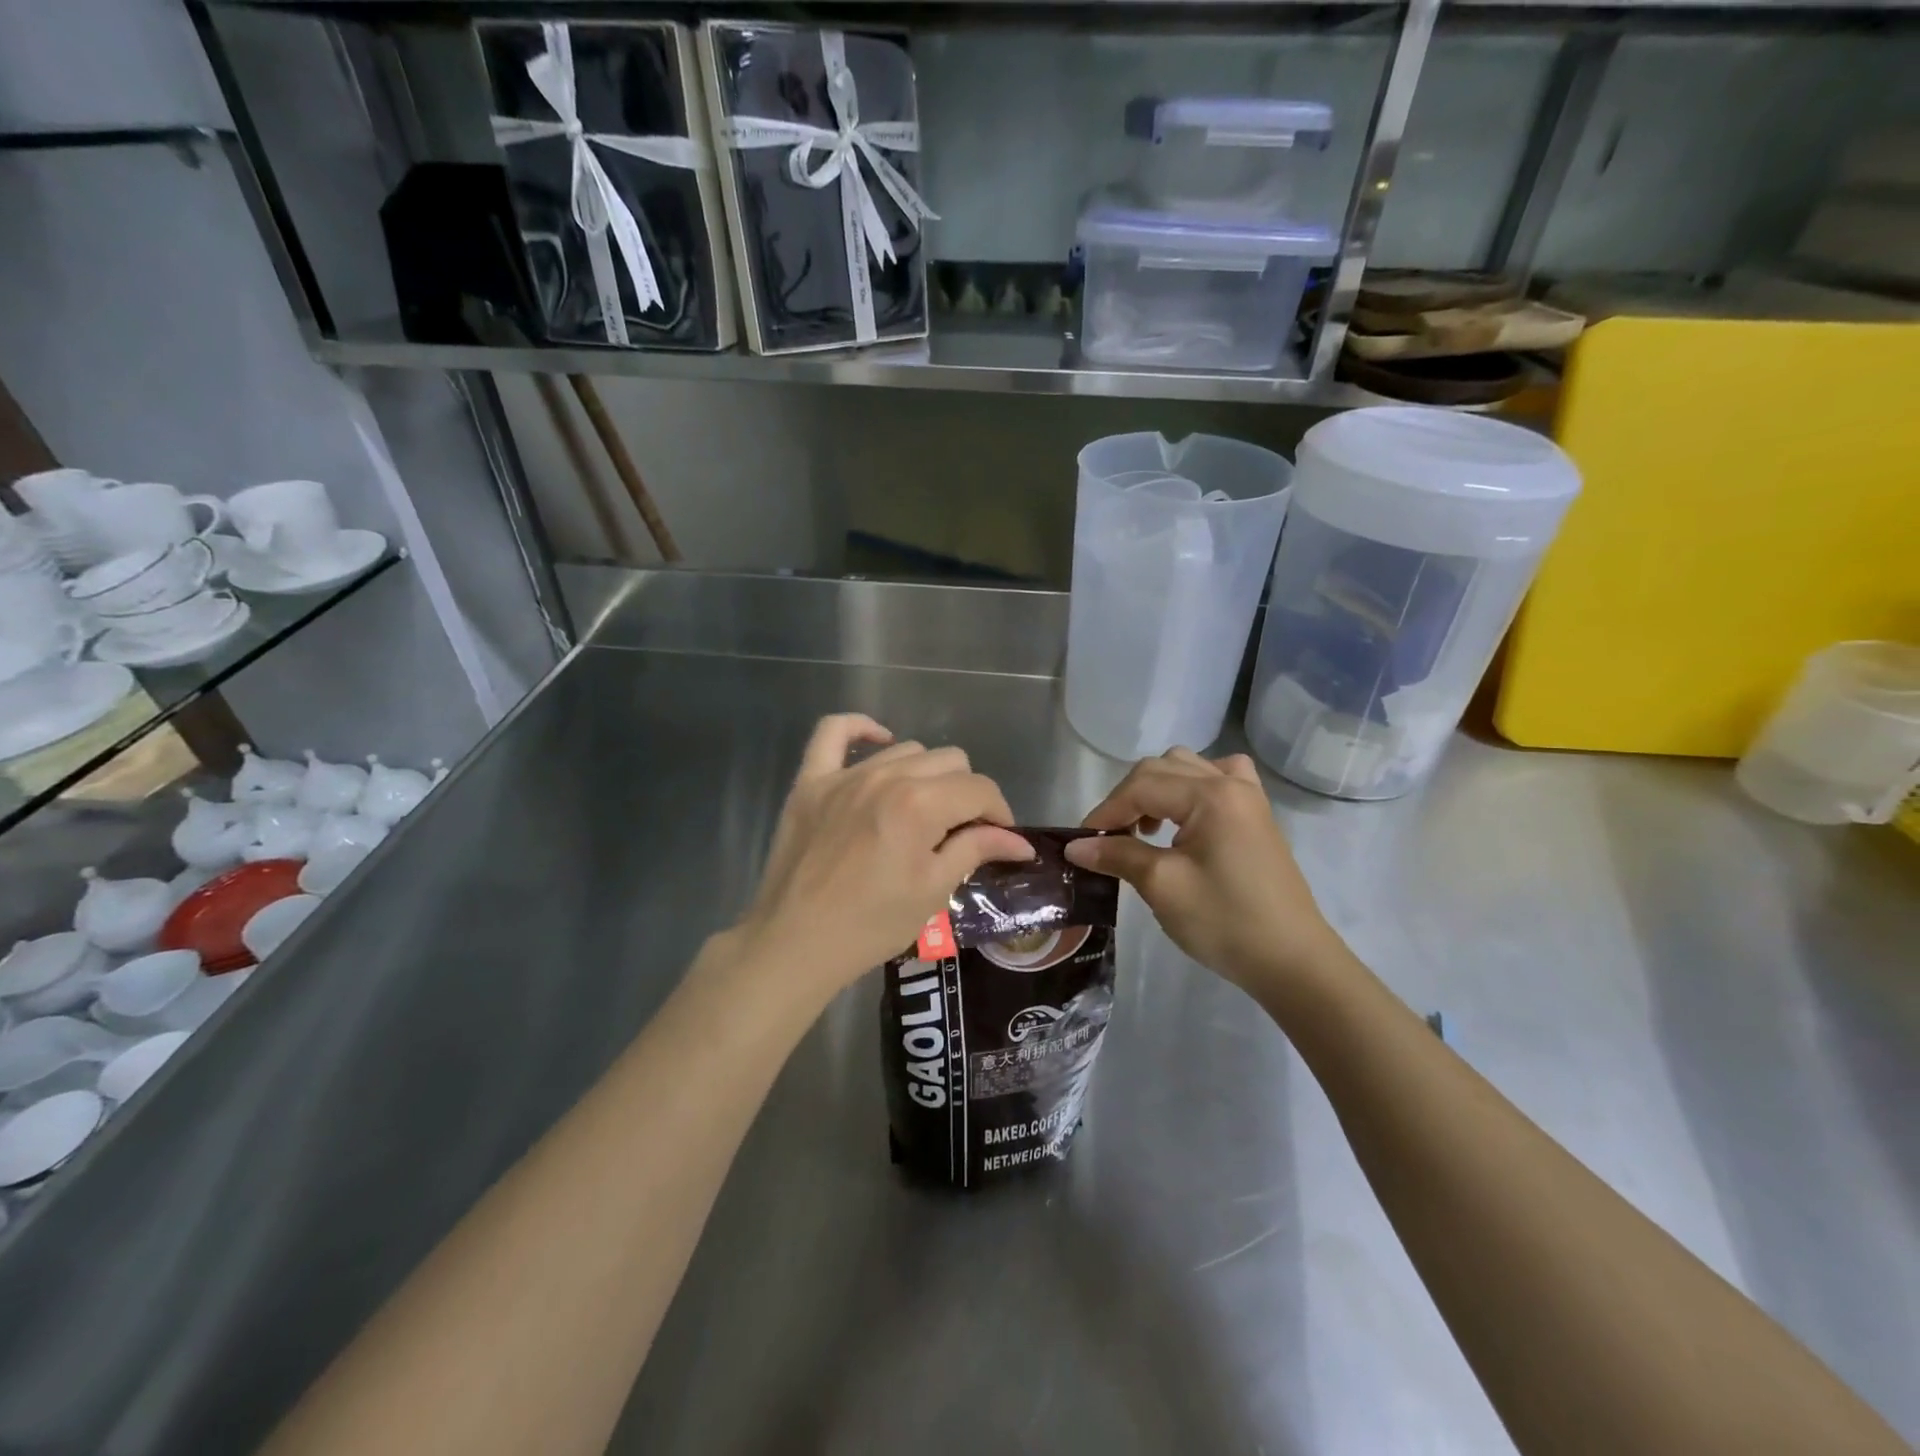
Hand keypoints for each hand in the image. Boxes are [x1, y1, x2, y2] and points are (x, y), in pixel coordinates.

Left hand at [734, 714, 1033, 1006]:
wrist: (795, 943)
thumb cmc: (871, 924)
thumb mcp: (933, 890)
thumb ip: (976, 850)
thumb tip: (1020, 842)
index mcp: (920, 804)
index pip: (979, 789)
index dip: (999, 812)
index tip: (1000, 839)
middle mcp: (885, 776)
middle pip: (950, 761)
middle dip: (967, 794)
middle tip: (961, 831)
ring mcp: (844, 775)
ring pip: (906, 750)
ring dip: (927, 774)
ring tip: (923, 810)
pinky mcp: (810, 782)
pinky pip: (833, 732)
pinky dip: (860, 729)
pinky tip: (880, 741)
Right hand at [1064, 749, 1350, 999]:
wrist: (1291, 961)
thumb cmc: (1224, 921)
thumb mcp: (1162, 886)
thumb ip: (1117, 855)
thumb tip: (1075, 846)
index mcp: (1211, 795)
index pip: (1142, 786)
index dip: (1106, 811)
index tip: (1082, 843)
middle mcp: (1230, 783)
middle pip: (1161, 769)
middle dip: (1127, 798)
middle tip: (1108, 839)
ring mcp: (1248, 797)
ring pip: (1188, 768)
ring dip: (1156, 790)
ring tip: (1145, 829)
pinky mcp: (1256, 816)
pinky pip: (1219, 780)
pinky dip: (1191, 788)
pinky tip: (1185, 816)